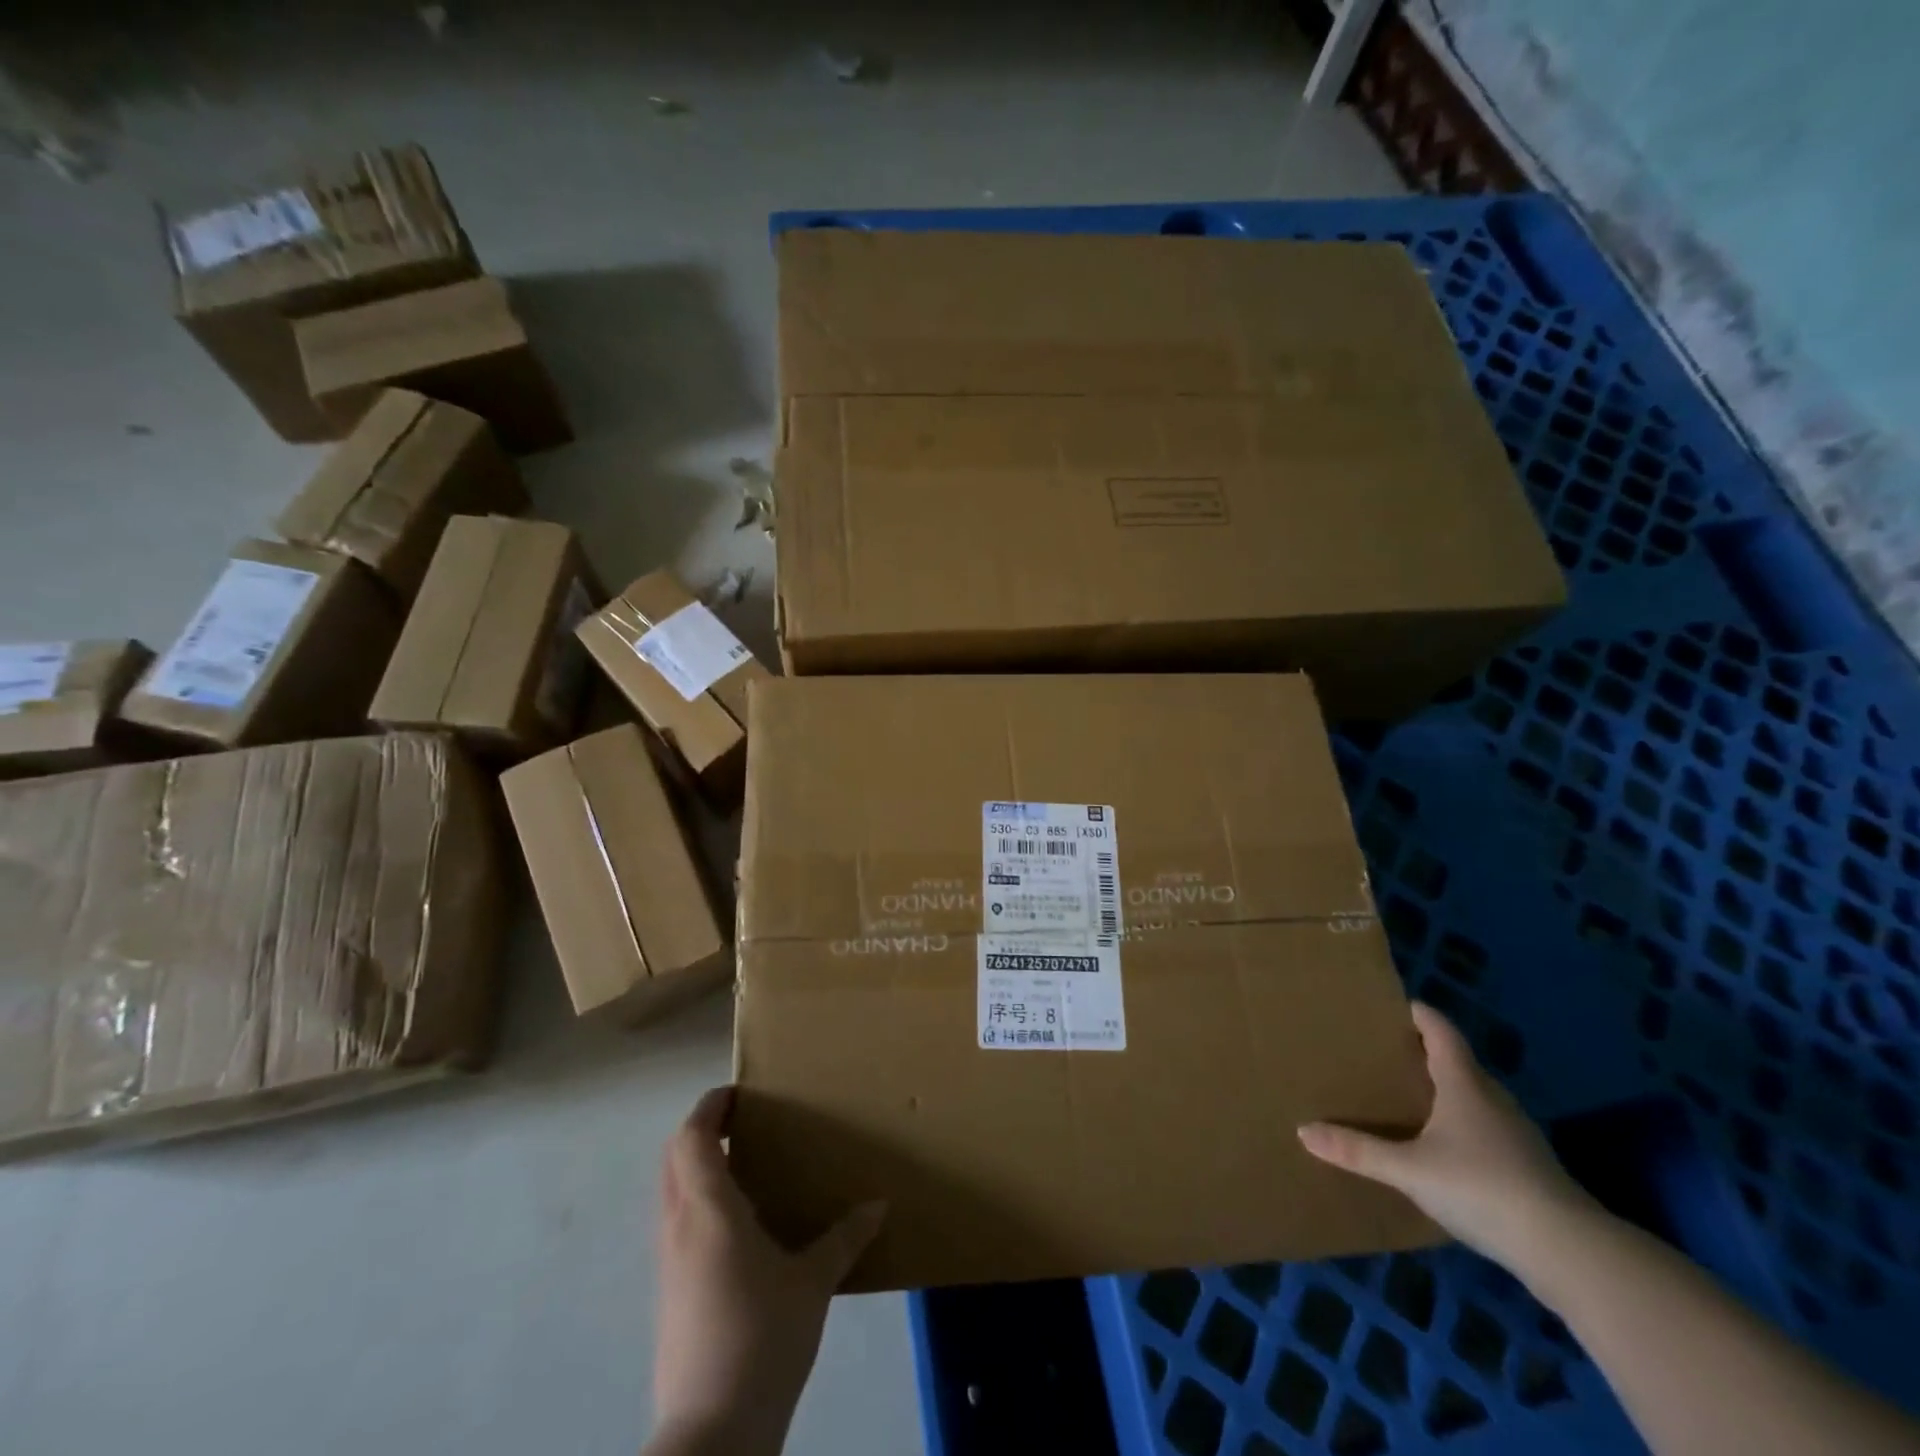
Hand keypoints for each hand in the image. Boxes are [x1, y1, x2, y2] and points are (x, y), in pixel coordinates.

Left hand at [652, 1087, 884, 1455]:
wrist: (711, 1434)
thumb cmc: (762, 1338)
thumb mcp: (813, 1283)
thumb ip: (845, 1239)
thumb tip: (879, 1206)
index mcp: (708, 1210)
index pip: (692, 1137)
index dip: (711, 1107)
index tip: (740, 1093)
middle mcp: (678, 1227)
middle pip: (673, 1157)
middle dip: (702, 1131)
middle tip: (744, 1123)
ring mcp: (667, 1263)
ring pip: (670, 1192)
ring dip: (697, 1167)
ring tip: (745, 1168)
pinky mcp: (668, 1294)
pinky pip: (676, 1224)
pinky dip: (698, 1203)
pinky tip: (739, 1227)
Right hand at [1297, 1003, 1595, 1266]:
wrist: (1569, 1251)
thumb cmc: (1481, 1187)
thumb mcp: (1409, 1169)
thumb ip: (1358, 1150)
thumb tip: (1302, 1130)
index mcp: (1463, 1083)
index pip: (1441, 1031)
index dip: (1420, 1014)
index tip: (1396, 1004)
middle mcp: (1492, 1098)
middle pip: (1458, 1061)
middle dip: (1426, 1052)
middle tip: (1389, 1051)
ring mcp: (1517, 1133)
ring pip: (1476, 1096)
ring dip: (1447, 1089)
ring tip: (1412, 1096)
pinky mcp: (1529, 1166)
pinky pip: (1488, 1128)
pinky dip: (1464, 1124)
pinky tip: (1447, 1146)